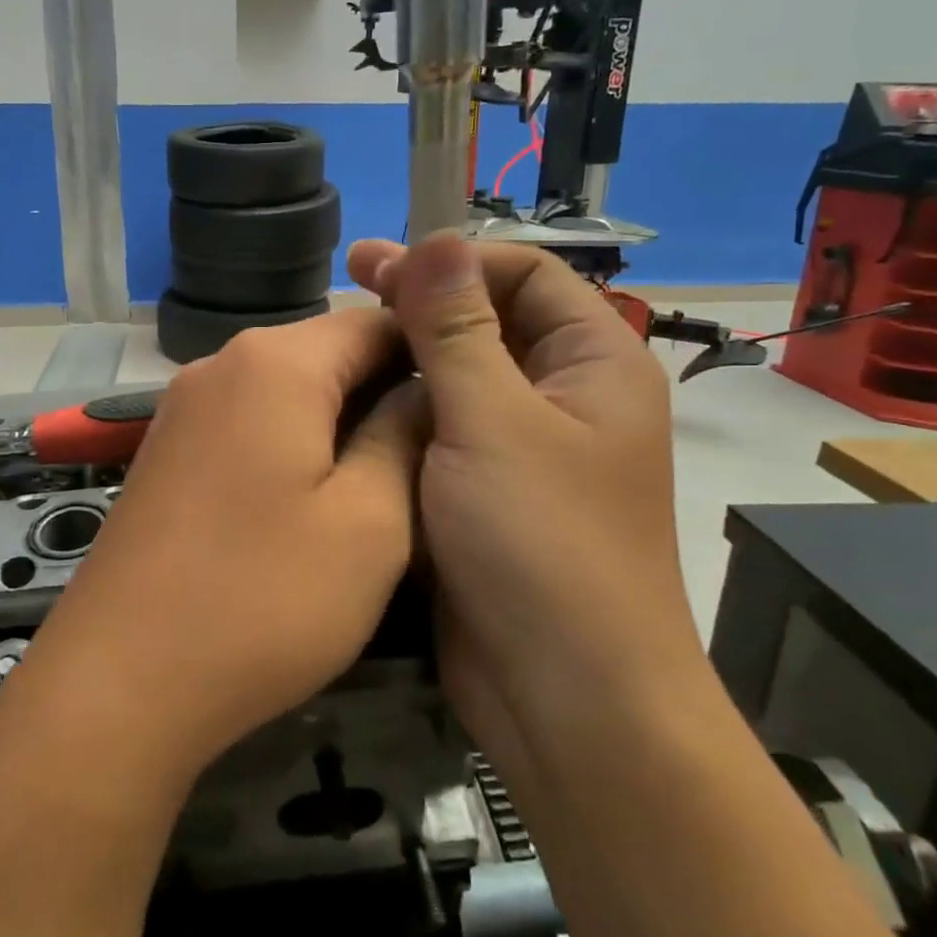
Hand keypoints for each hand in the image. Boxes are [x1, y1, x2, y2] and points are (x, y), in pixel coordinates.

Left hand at [5, 310, 426, 786]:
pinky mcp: (166, 449)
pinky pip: (248, 421)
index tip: (468, 404)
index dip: (429, 353)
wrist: (120, 677)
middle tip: (433, 454)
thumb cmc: (262, 598)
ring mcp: (184, 406)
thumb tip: (422, 392)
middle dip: (384, 390)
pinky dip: (290, 442)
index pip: (373, 319)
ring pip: (287, 389)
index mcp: (275, 361)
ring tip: (382, 481)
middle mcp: (221, 363)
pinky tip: (311, 498)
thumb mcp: (369, 523)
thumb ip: (403, 439)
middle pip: (326, 352)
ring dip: (338, 421)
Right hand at [346, 232, 706, 757]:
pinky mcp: (486, 490)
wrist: (564, 696)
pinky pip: (445, 426)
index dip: (455, 259)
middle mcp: (565, 396)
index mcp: (593, 364)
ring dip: (410, 351)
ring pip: (462, 374)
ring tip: (344, 338)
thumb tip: (435, 239)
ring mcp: (524, 446)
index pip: (526, 273)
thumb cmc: (541, 544)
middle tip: (350, 280)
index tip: (379, 265)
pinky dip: (406, 406)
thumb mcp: (492, 421)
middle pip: (491, 320)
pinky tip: (357, 400)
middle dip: (424, 299)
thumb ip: (457, 329)